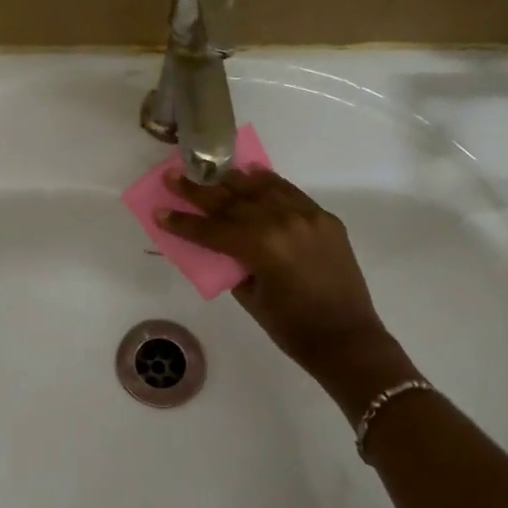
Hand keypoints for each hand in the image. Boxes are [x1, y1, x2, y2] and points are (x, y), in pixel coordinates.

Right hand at [159, 168, 415, 419]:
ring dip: (231, 179)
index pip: (213, 229)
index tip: (159, 211)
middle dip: (200, 190)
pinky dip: (268, 183)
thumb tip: (222, 244)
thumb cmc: (292, 328)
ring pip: (262, 189)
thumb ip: (234, 265)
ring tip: (207, 169)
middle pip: (233, 202)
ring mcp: (307, 216)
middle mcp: (283, 222)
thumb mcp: (252, 298)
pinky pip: (290, 193)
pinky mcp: (324, 219)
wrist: (347, 338)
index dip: (184, 222)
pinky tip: (251, 175)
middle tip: (174, 175)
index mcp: (262, 246)